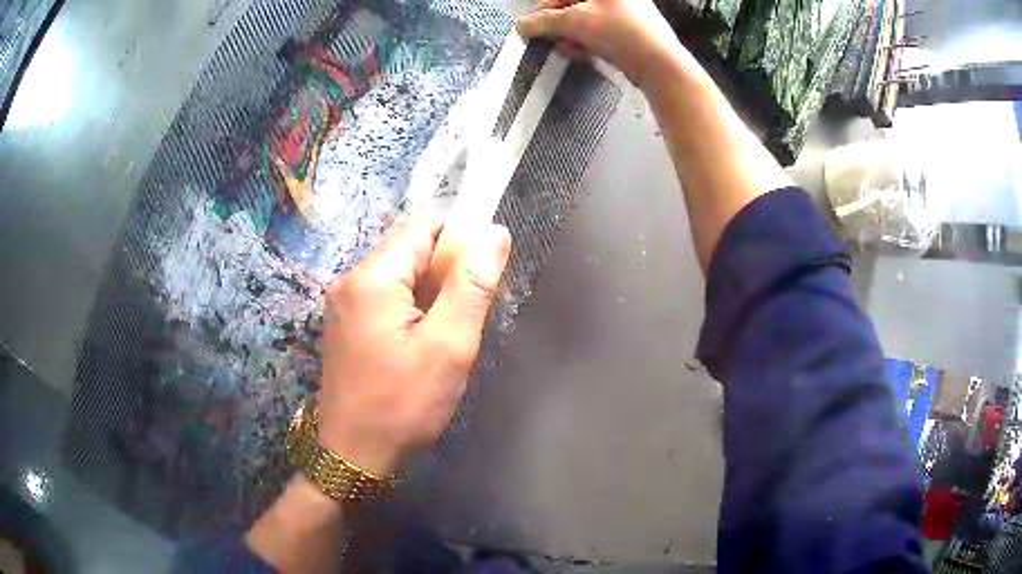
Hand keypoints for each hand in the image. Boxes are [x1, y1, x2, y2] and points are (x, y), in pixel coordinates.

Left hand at [317, 219, 510, 475]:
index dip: (461, 238)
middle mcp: (350, 280)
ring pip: (400, 275)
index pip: (424, 226)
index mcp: (372, 278)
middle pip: (410, 249)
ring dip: (431, 293)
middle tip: (468, 315)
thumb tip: (494, 232)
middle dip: (446, 271)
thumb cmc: (403, 406)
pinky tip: (423, 343)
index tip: (484, 275)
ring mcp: (343, 303)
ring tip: (448, 334)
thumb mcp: (448, 347)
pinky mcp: (345, 324)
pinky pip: (386, 298)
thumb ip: (472, 285)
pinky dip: (412, 309)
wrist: (353, 456)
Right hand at [516, 0, 687, 87]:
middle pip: (576, 6)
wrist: (660, 64)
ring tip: (568, 48)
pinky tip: (583, 52)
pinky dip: (589, 41)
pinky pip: (602, 32)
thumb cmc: (619, 32)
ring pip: (588, 20)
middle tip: (549, 38)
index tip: (529, 25)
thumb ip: (545, 21)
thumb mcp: (574, 22)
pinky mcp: (634, 31)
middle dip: (559, 24)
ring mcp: (629, 12)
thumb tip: (523, 25)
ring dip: (572, 35)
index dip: (543, 9)